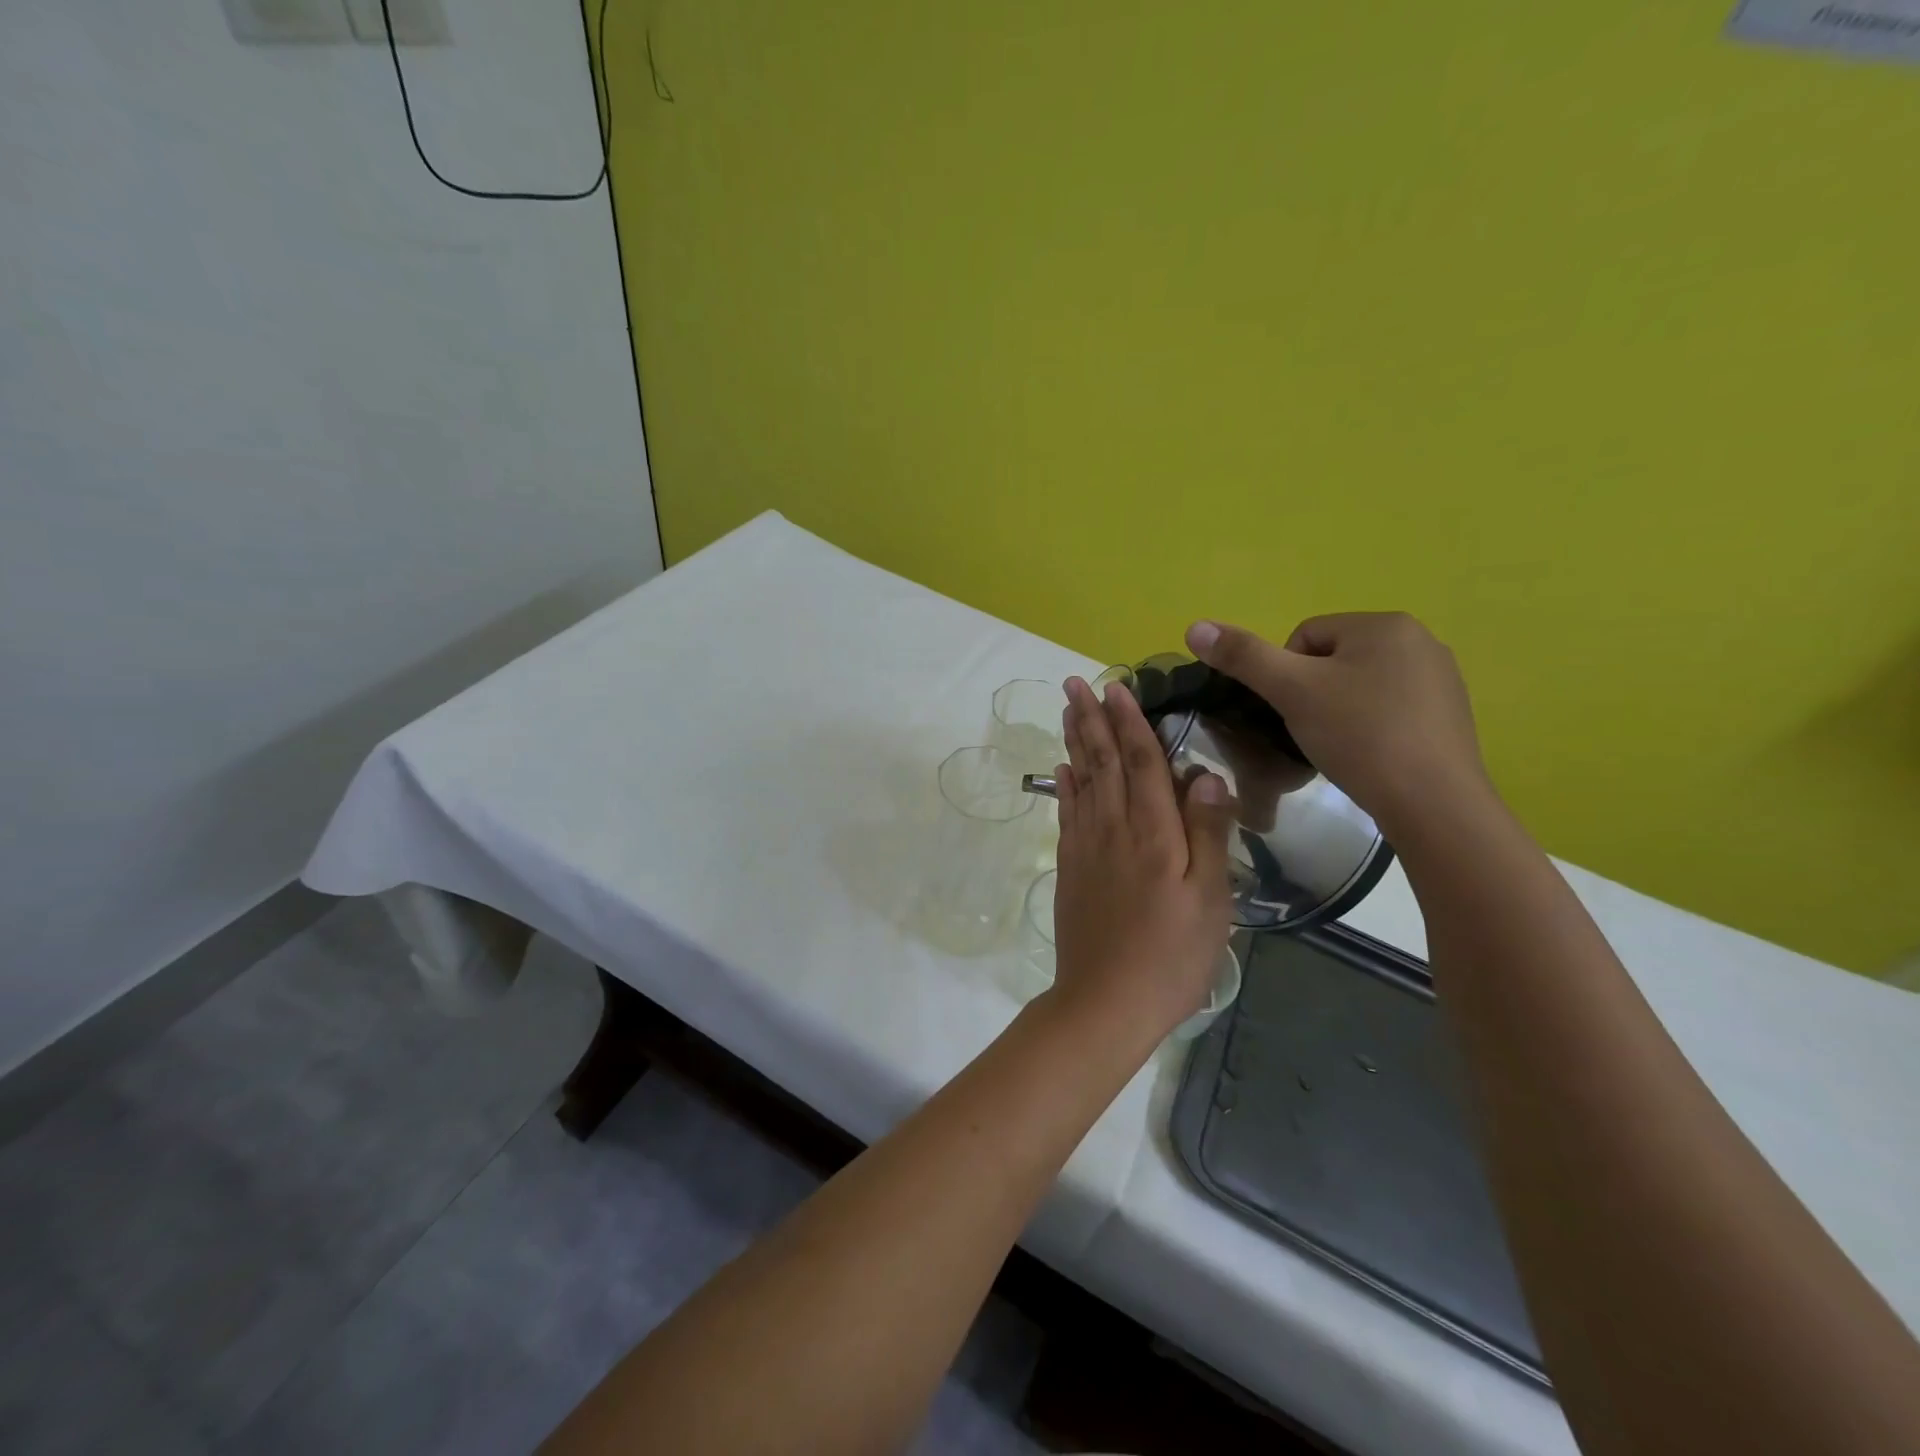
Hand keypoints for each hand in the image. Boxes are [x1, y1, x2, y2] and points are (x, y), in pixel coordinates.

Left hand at [1049, 676, 1234, 1040]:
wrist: (1106, 1001)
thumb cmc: (1171, 955)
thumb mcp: (1210, 899)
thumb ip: (1208, 833)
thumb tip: (1205, 775)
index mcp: (1153, 832)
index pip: (1142, 762)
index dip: (1130, 722)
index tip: (1117, 687)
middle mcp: (1113, 828)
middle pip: (1102, 762)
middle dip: (1090, 719)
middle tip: (1075, 683)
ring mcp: (1086, 848)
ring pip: (1080, 781)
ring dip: (1074, 742)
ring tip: (1066, 711)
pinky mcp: (1070, 868)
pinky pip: (1066, 814)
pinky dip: (1064, 786)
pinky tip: (1062, 770)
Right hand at [1184, 612, 1492, 836]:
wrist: (1432, 803)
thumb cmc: (1360, 736)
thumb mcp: (1292, 692)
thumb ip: (1243, 657)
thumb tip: (1194, 626)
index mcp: (1384, 624)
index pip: (1305, 637)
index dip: (1285, 676)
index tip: (1292, 712)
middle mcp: (1420, 640)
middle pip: (1332, 660)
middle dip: (1313, 693)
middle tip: (1313, 732)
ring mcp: (1441, 678)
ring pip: (1360, 686)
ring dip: (1339, 711)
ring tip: (1340, 748)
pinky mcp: (1450, 715)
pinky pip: (1390, 709)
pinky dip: (1370, 728)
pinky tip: (1370, 756)